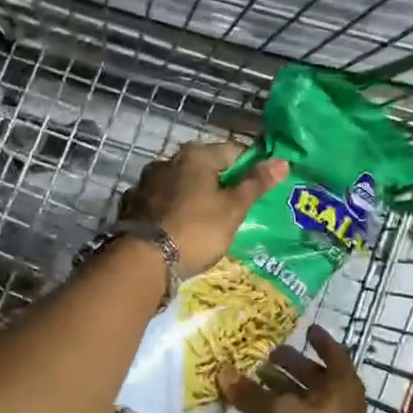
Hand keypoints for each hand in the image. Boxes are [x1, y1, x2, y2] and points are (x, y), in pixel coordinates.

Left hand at [118, 141, 286, 276]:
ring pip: (178, 184)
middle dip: (218, 182)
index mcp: (195, 155)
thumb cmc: (197, 230)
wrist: (144, 260)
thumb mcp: (233, 209)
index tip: (258, 187)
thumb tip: (282, 160)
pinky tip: (176, 226)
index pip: (232, 151)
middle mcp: (167, 160)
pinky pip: (158, 201)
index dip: (249, 167)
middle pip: (202, 167)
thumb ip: (255, 184)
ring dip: (191, 195)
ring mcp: (145, 182)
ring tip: (203, 219)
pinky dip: (169, 209)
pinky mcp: (131, 204)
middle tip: (232, 207)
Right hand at [218, 325, 373, 412]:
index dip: (319, 340)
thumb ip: (253, 392)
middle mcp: (335, 401)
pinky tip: (250, 402)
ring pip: (298, 397)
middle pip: (312, 374)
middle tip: (265, 352)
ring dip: (277, 386)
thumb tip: (223, 372)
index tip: (304, 327)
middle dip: (290, 363)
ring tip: (250, 373)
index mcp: (341, 385)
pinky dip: (272, 408)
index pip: (332, 352)